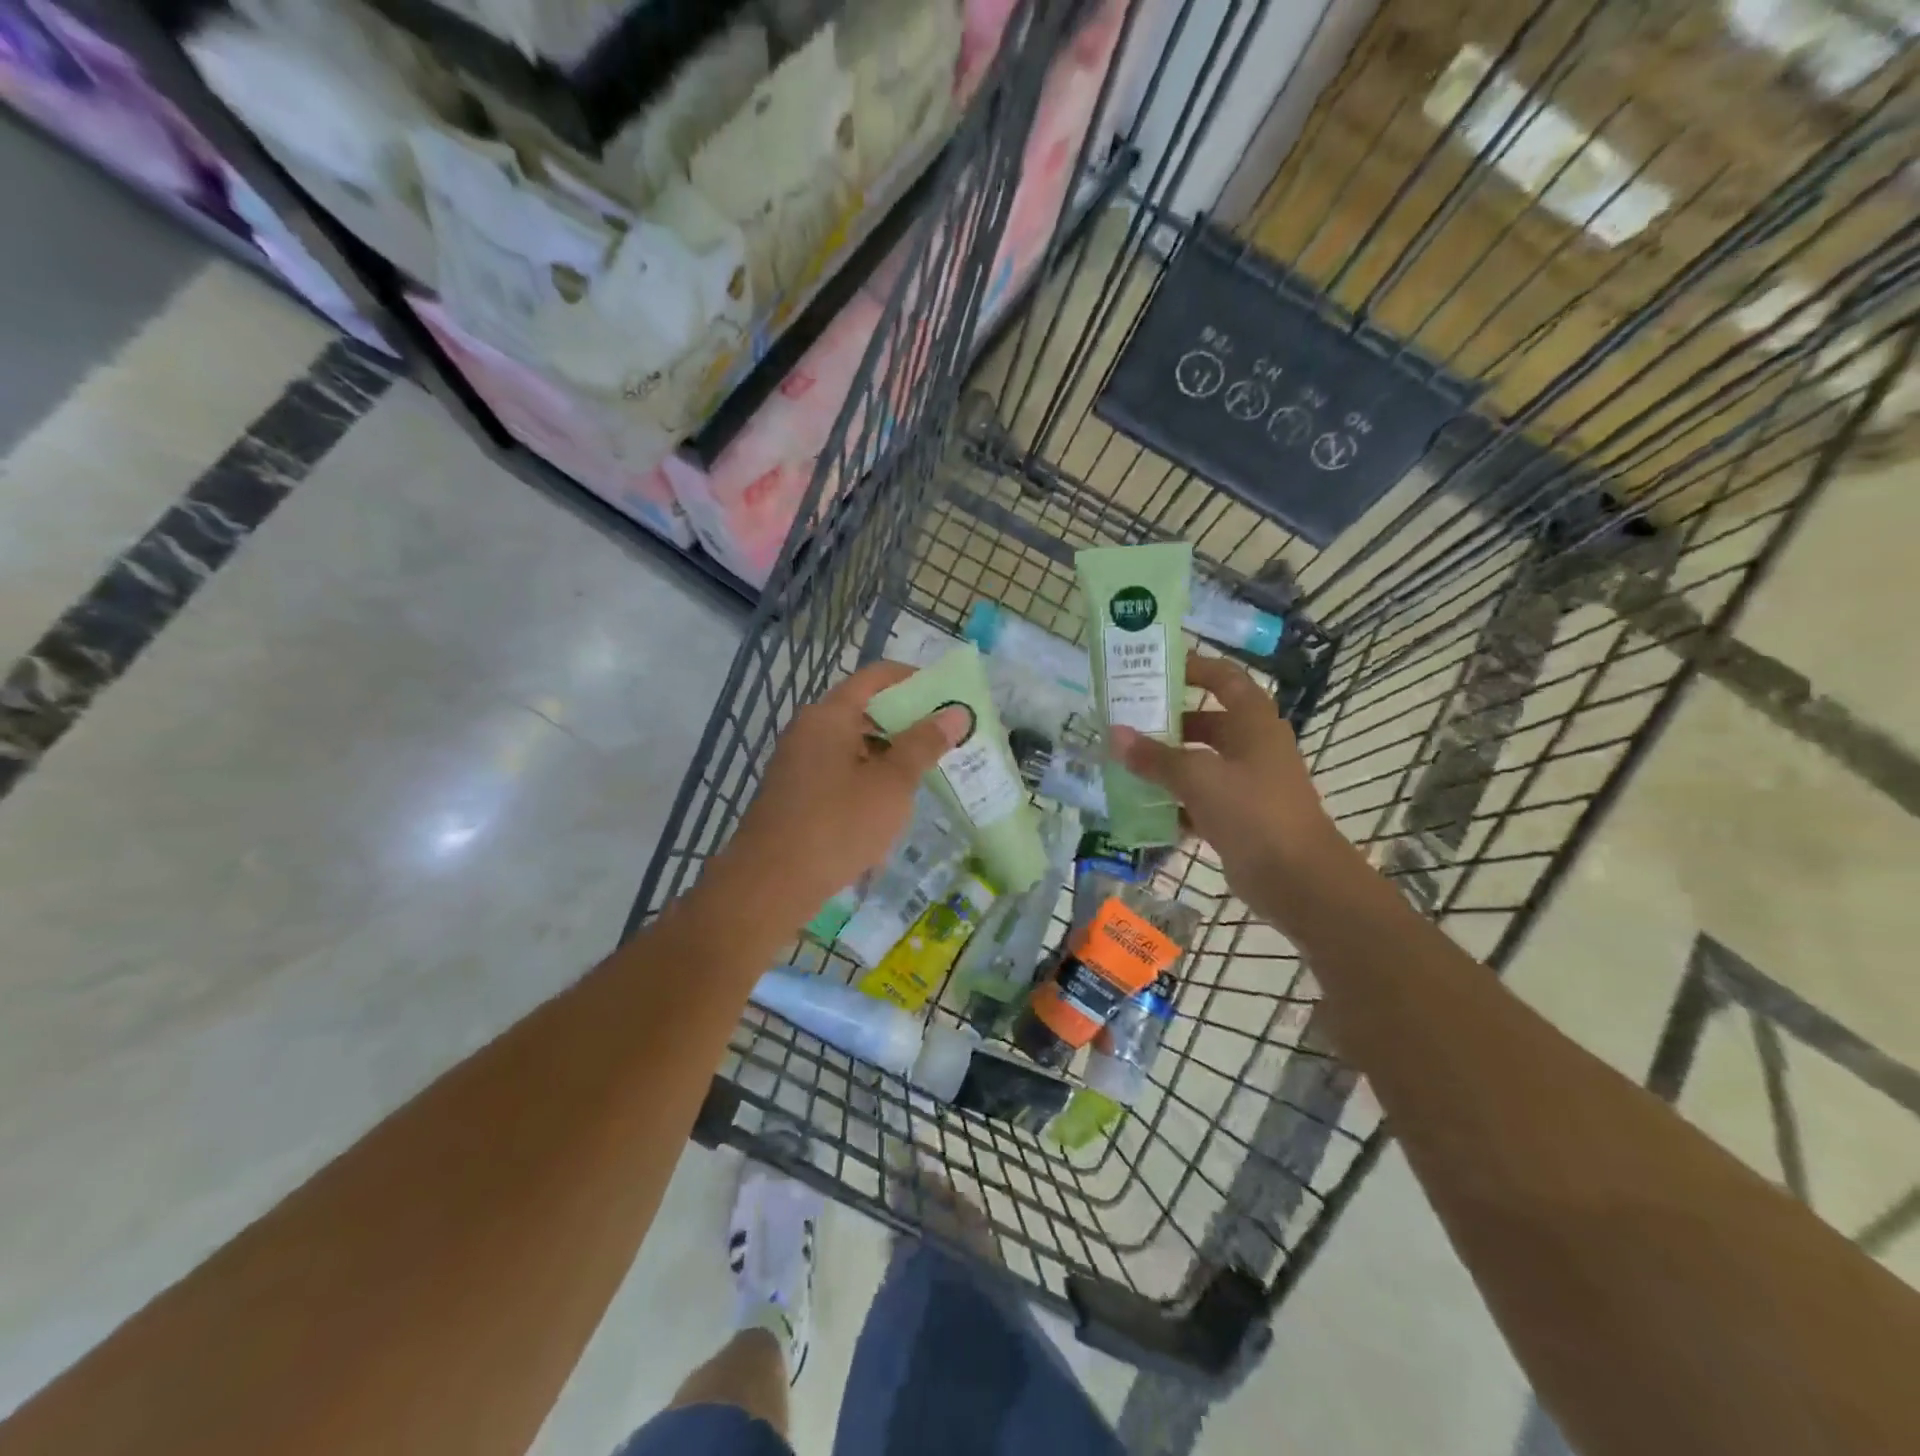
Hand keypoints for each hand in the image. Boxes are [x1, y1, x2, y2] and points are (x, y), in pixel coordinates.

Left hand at [719, 662, 968, 923]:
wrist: (770, 884)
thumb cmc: (838, 825)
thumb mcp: (892, 784)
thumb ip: (924, 744)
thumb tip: (956, 712)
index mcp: (829, 715)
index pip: (876, 677)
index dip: (915, 679)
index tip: (949, 697)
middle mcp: (809, 730)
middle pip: (865, 710)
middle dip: (907, 722)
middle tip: (946, 739)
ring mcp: (798, 763)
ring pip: (853, 745)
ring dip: (889, 754)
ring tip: (927, 774)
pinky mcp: (795, 794)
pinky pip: (839, 772)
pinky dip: (868, 778)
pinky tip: (890, 806)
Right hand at [1110, 654, 1342, 924]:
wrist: (1298, 880)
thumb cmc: (1253, 812)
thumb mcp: (1198, 778)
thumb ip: (1155, 757)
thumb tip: (1114, 735)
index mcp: (1254, 723)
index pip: (1225, 679)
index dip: (1194, 668)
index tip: (1156, 669)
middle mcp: (1253, 747)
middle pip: (1206, 723)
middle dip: (1167, 723)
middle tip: (1125, 722)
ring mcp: (1247, 784)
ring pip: (1200, 763)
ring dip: (1166, 765)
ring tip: (1124, 764)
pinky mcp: (1239, 818)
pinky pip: (1200, 800)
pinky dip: (1174, 802)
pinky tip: (1142, 809)